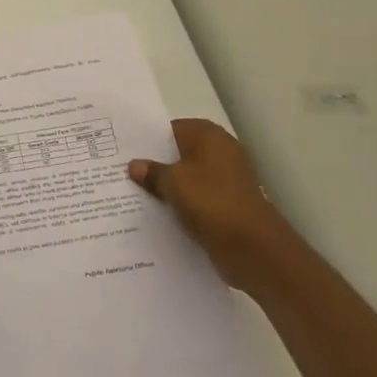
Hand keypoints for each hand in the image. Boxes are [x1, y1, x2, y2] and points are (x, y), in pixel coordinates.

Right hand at [129, 118, 299, 294]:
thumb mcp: (173, 183)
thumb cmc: (211, 202)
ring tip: (134, 193)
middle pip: (179, 153)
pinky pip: (197, 197)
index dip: (148, 139)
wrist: (253, 247)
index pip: (171, 129)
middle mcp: (220, 151)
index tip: (123, 150)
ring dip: (167, 186)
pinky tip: (158, 213)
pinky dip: (181, 203)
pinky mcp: (227, 204)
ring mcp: (226, 179)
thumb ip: (152, 172)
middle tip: (122, 171)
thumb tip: (135, 165)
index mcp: (209, 136)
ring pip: (187, 177)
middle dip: (155, 163)